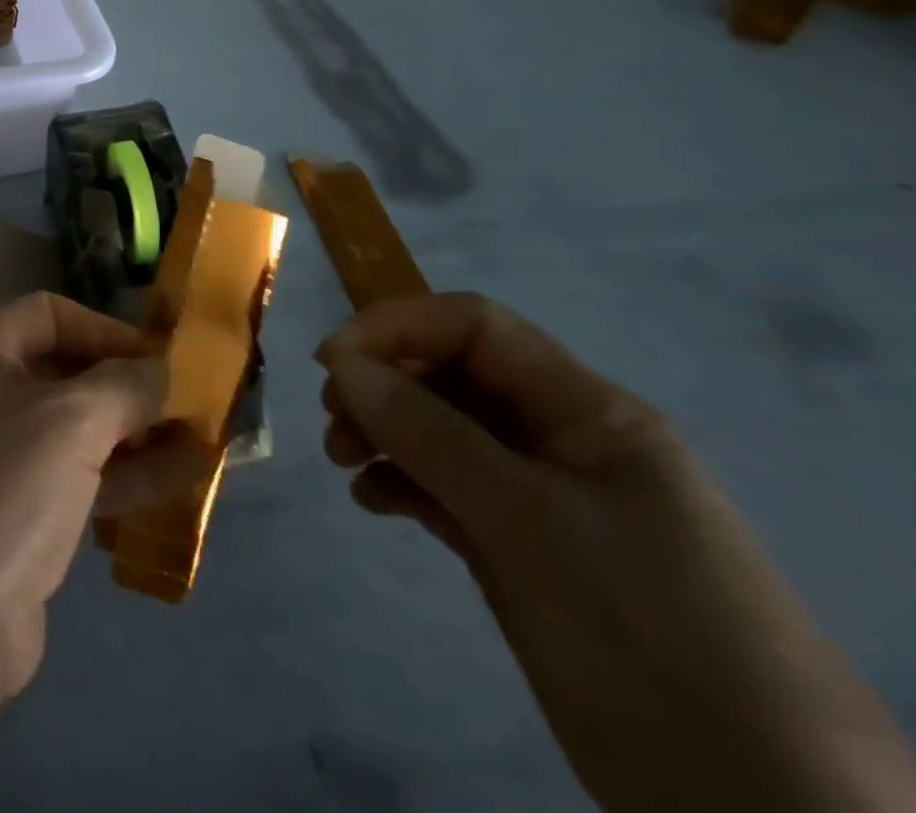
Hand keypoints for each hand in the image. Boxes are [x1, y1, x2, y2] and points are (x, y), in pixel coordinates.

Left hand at [0, 292, 165, 694]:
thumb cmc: (6, 486)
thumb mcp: (73, 420)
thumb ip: (127, 385)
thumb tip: (167, 368)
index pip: (48, 313)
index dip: (104, 328)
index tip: (159, 358)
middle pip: (63, 372)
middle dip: (128, 386)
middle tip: (189, 403)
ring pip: (73, 431)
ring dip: (135, 434)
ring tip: (203, 442)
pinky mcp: (10, 515)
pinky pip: (72, 478)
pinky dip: (121, 476)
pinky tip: (180, 483)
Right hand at [317, 293, 915, 812]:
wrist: (758, 810)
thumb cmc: (646, 628)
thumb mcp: (530, 520)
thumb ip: (430, 433)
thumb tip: (342, 364)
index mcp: (587, 411)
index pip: (477, 329)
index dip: (399, 327)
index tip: (333, 362)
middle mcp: (559, 440)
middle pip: (450, 375)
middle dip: (382, 384)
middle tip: (335, 422)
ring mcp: (537, 496)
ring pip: (438, 431)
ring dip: (381, 432)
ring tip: (342, 461)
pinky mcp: (517, 547)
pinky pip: (442, 488)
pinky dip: (400, 483)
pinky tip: (373, 502)